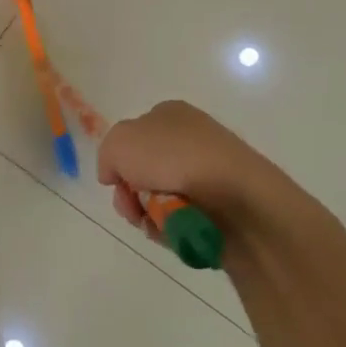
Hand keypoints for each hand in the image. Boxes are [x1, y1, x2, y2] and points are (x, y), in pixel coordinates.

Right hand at [97, 100, 277, 242]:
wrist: (238, 198)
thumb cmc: (175, 159)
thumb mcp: (120, 143)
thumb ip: (107, 156)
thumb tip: (114, 174)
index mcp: (169, 114)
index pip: (132, 137)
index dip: (119, 161)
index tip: (116, 181)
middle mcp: (189, 139)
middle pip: (143, 172)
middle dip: (131, 195)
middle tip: (133, 209)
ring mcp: (208, 173)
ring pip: (160, 199)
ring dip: (150, 214)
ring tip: (159, 222)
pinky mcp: (222, 205)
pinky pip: (183, 218)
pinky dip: (173, 228)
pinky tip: (176, 231)